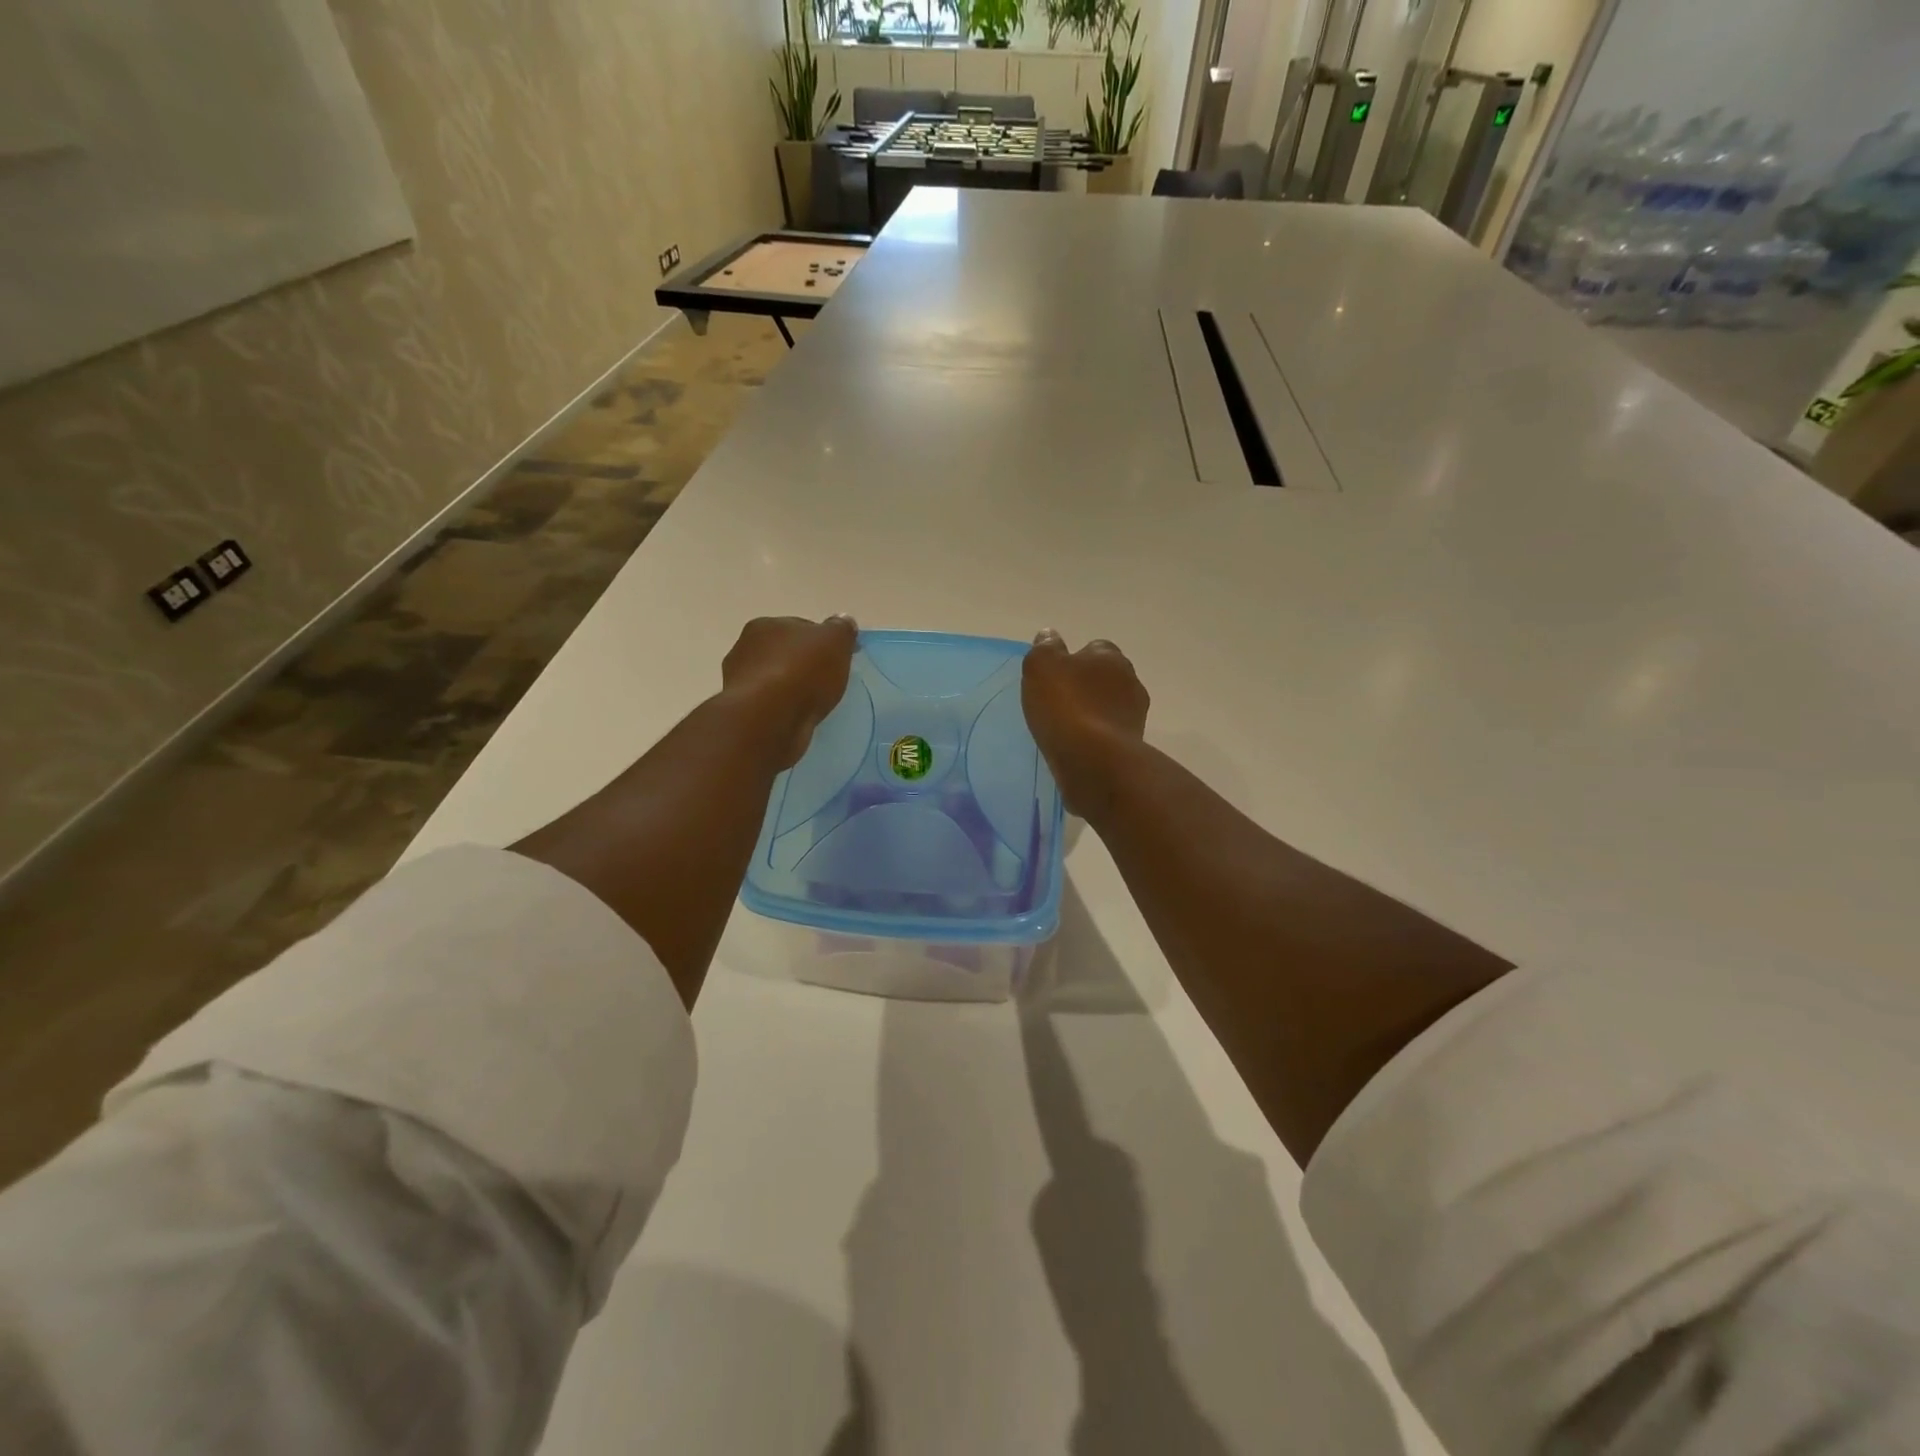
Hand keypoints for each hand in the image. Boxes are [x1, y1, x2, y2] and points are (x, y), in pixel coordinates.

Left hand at [720, 615, 858, 768]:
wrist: (768, 719)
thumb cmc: (802, 672)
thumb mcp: (834, 642)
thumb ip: (841, 629)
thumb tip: (843, 621)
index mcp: (766, 625)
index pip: (799, 627)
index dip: (821, 641)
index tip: (838, 658)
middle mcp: (746, 649)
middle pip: (785, 653)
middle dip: (804, 664)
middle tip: (827, 681)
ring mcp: (740, 682)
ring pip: (775, 680)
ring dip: (791, 688)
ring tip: (814, 703)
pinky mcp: (744, 712)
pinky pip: (771, 706)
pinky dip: (783, 709)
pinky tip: (799, 718)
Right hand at [1022, 630, 1149, 818]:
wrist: (1094, 761)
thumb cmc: (1066, 706)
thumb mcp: (1042, 666)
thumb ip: (1045, 648)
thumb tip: (1049, 635)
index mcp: (1110, 657)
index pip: (1095, 648)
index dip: (1075, 659)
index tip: (1056, 675)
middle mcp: (1130, 681)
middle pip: (1105, 678)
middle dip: (1087, 686)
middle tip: (1059, 701)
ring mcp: (1134, 716)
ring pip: (1109, 707)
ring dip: (1093, 713)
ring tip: (1066, 728)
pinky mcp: (1133, 746)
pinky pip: (1109, 735)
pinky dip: (1096, 738)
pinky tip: (1077, 747)